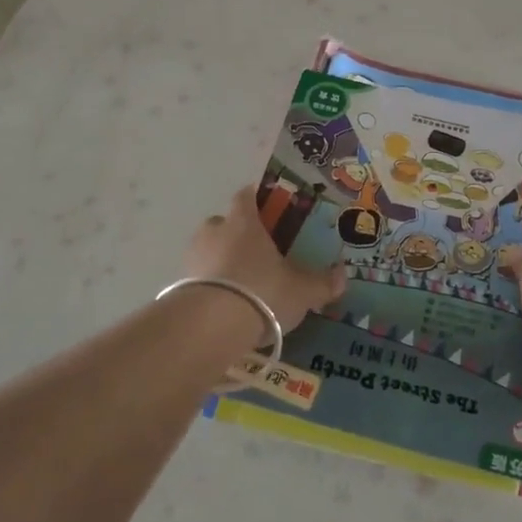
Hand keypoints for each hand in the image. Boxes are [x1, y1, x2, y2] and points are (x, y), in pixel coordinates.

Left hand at [184, 187, 346, 331]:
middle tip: (258, 255)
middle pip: (224, 223)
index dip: (256, 199)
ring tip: (242, 285)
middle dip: (238, 235)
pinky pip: (198, 278)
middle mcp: (214, 231)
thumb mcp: (302, 291)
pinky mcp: (179, 284)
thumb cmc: (261, 291)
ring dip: (221, 262)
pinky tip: (225, 306)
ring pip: (209, 250)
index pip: (246, 196)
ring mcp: (192, 257)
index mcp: (243, 221)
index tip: (267, 208)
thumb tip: (342, 275)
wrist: (209, 326)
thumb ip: (322, 283)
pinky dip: (211, 286)